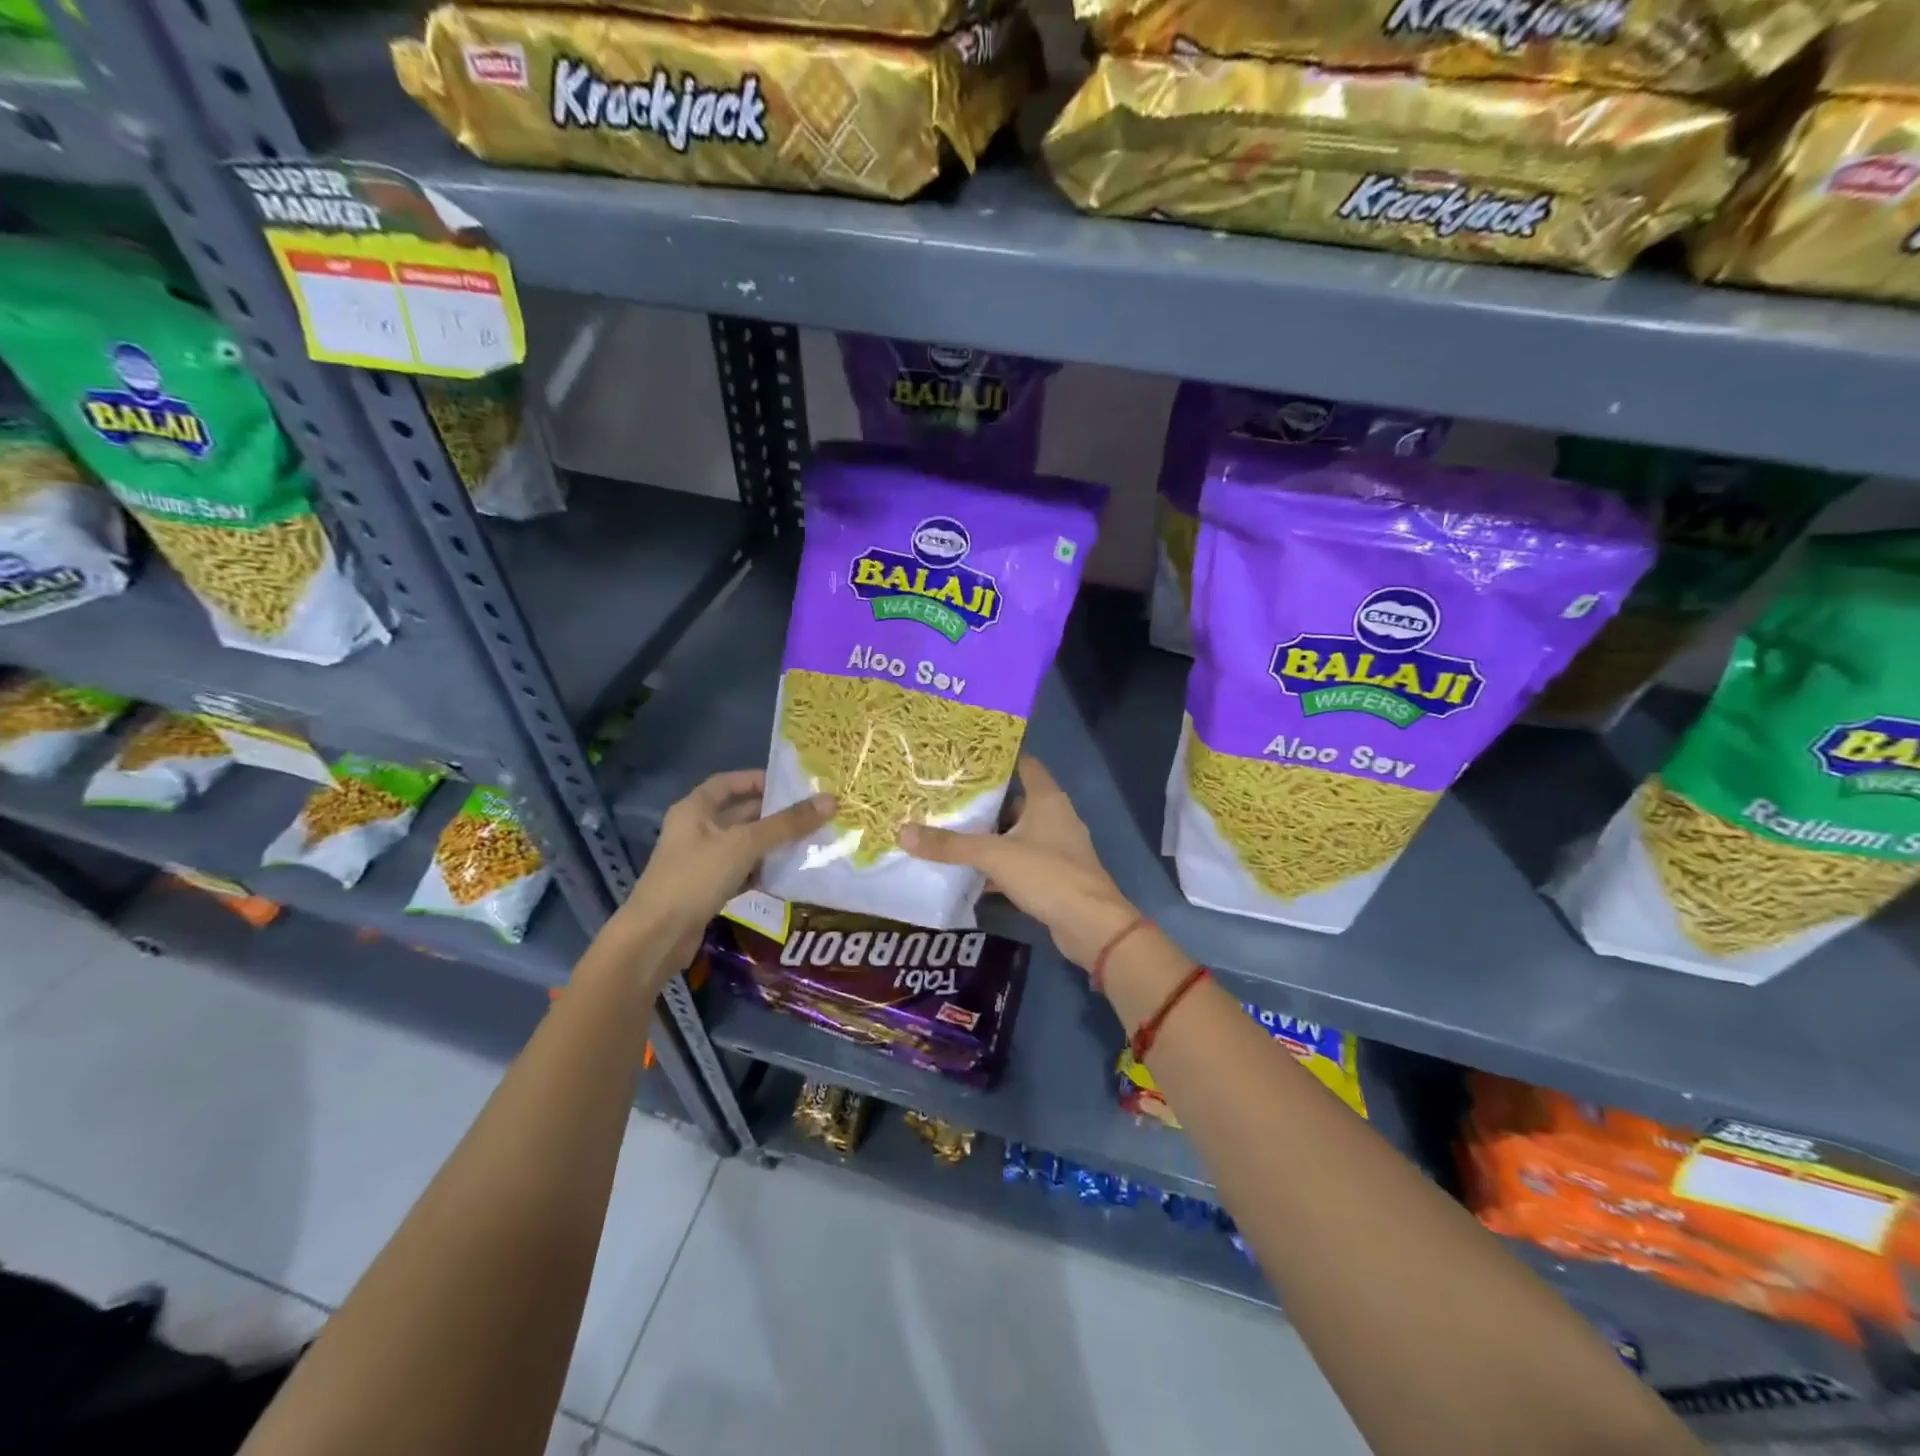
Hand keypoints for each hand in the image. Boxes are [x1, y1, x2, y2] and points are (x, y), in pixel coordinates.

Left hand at [622, 770, 832, 970]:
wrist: (657, 937)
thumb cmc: (696, 877)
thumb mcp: (744, 844)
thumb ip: (787, 824)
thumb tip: (830, 801)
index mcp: (694, 809)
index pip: (728, 783)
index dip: (757, 780)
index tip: (791, 784)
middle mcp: (695, 830)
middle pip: (739, 814)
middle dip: (773, 814)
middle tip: (811, 814)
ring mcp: (699, 861)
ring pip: (742, 844)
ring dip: (771, 843)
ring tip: (809, 841)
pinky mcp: (706, 889)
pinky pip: (740, 871)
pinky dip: (761, 870)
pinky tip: (787, 873)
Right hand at [901, 756, 1136, 968]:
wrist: (1090, 926)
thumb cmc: (1048, 875)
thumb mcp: (994, 856)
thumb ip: (950, 845)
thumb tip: (903, 832)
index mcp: (1046, 799)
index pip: (1024, 764)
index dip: (997, 759)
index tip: (964, 758)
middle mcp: (1054, 817)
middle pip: (1014, 800)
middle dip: (983, 801)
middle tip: (945, 796)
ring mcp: (1055, 847)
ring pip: (1015, 834)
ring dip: (988, 835)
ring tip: (949, 831)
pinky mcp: (1052, 875)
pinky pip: (1019, 861)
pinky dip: (997, 865)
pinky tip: (969, 872)